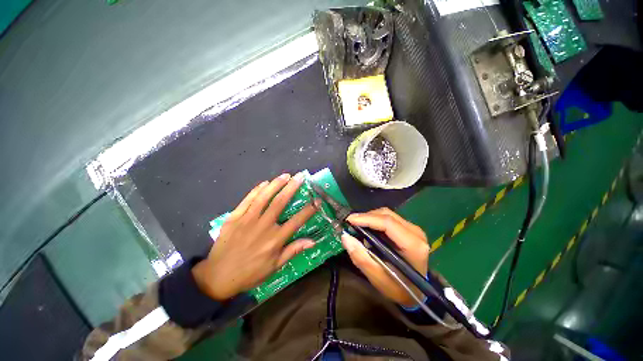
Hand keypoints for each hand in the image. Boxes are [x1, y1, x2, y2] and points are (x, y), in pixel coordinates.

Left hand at [192, 173, 317, 300]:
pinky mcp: (234, 217)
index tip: (317, 200)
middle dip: (292, 187)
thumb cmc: (250, 273)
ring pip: (264, 197)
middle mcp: (263, 226)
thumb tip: (313, 241)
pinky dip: (257, 190)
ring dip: (276, 184)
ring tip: (285, 175)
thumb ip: (293, 251)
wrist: (218, 276)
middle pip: (280, 202)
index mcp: (275, 239)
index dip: (309, 210)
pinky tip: (265, 183)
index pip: (297, 220)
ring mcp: (247, 220)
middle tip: (300, 176)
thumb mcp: (275, 266)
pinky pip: (247, 200)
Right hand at [341, 208, 429, 307]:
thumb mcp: (377, 278)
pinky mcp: (409, 229)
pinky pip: (389, 218)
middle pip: (387, 215)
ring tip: (357, 226)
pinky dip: (375, 221)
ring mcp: (414, 229)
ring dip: (370, 218)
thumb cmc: (398, 288)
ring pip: (387, 214)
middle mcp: (416, 233)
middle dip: (366, 217)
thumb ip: (361, 257)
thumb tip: (345, 237)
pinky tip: (368, 228)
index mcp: (413, 246)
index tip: (349, 220)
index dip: (366, 219)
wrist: (416, 293)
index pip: (387, 223)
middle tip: (350, 224)